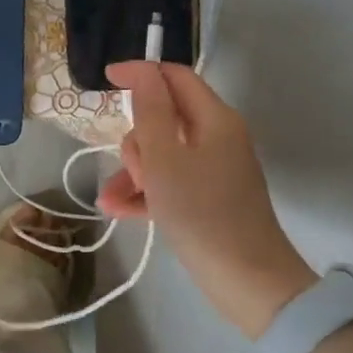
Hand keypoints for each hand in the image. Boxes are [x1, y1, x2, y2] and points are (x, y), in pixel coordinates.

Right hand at [99, 61, 316, 337]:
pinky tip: (118, 210)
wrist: (247, 281)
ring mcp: (213, 169)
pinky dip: (146, 192)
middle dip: (136, 140)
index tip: (105, 80)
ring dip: (133, 171)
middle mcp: (217, 137)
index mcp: (214, 119)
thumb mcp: (164, 159)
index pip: (174, 77)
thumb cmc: (201, 213)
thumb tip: (142, 71)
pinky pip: (170, 182)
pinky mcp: (208, 198)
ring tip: (110, 200)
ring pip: (162, 154)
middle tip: (133, 170)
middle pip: (164, 118)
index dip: (140, 73)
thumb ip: (150, 111)